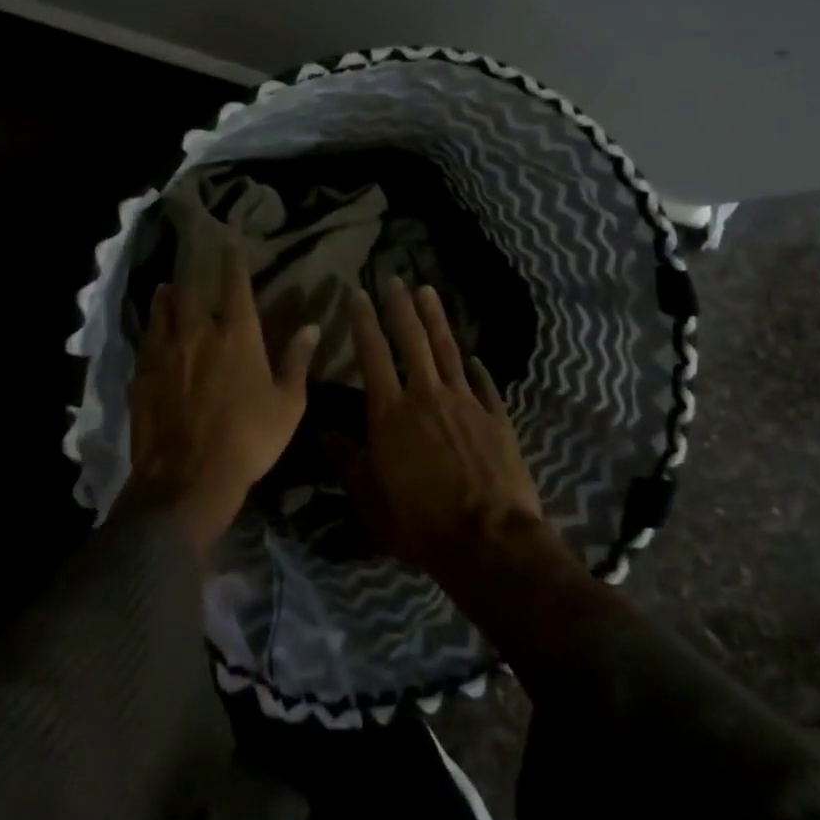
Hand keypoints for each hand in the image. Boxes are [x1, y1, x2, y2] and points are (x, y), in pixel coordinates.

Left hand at [115, 242, 319, 556]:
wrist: (188, 478)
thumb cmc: (249, 439)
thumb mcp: (288, 404)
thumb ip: (297, 361)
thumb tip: (311, 326)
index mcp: (237, 335)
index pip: (236, 286)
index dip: (233, 262)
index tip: (229, 243)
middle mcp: (197, 334)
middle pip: (190, 292)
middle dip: (192, 277)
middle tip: (191, 271)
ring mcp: (164, 354)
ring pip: (161, 312)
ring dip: (165, 298)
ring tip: (165, 291)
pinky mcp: (141, 376)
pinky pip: (145, 345)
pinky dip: (150, 336)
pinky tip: (151, 340)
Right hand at [332, 279, 548, 585]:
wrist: (489, 540)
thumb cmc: (419, 522)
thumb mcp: (370, 498)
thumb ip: (346, 461)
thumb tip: (322, 434)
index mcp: (390, 412)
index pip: (372, 354)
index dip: (364, 321)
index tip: (358, 293)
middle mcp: (426, 396)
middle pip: (412, 340)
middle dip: (401, 307)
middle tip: (395, 279)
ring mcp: (465, 403)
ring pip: (448, 350)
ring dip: (436, 319)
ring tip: (429, 292)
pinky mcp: (496, 419)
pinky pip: (484, 385)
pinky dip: (476, 368)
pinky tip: (474, 357)